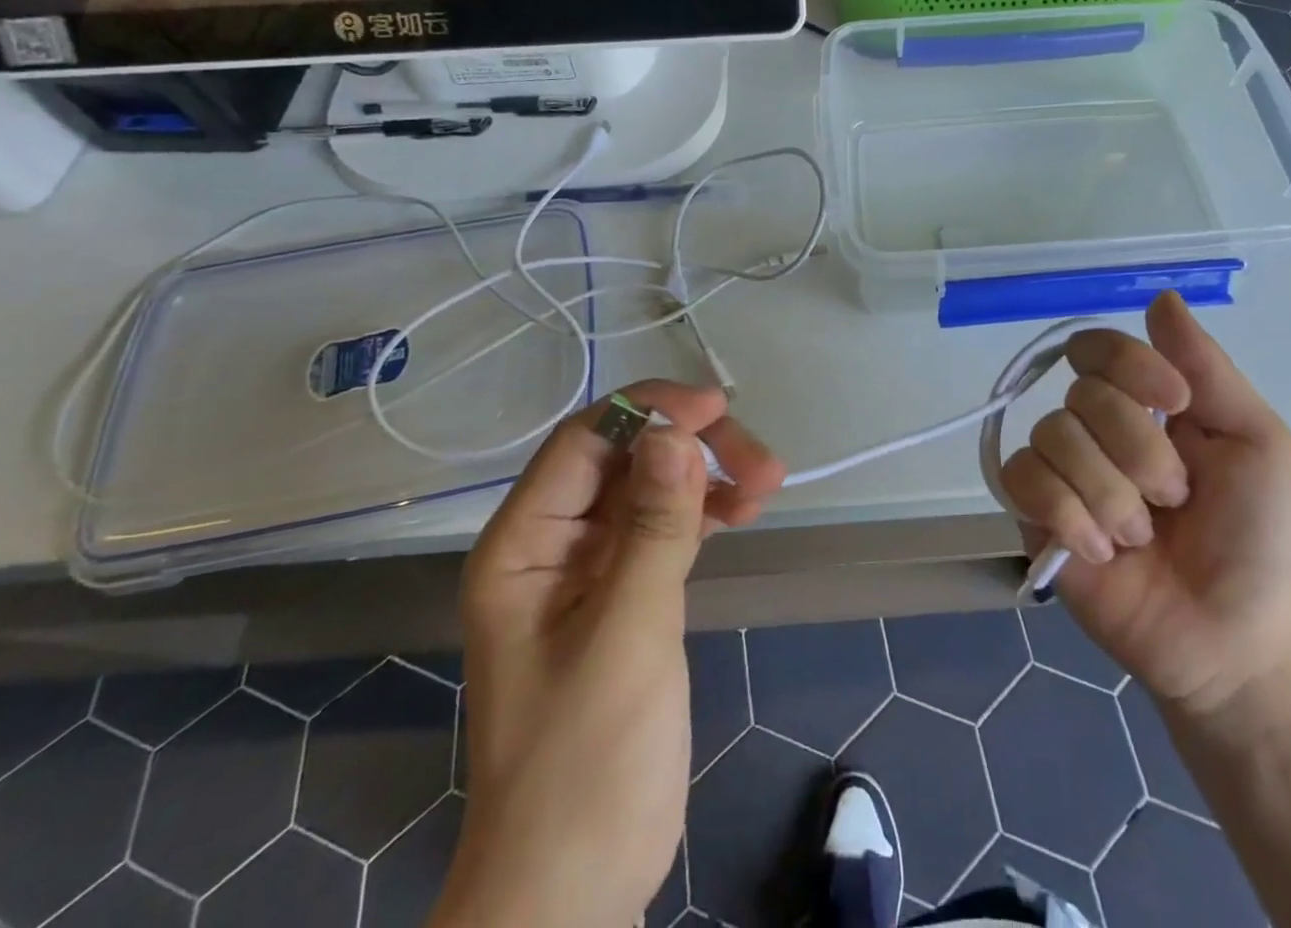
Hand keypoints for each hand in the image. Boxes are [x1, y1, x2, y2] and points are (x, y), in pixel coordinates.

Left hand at [431, 382, 785, 927]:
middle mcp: (552, 543)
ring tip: (767, 484)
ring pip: (652, 490)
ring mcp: (591, 569)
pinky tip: (744, 509)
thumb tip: (675, 431)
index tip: (717, 410)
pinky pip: (666, 528)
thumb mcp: (627, 636)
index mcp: (523, 544)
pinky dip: (705, 512)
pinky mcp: (627, 594)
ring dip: (707, 477)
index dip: (648, 411)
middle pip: (625, 459)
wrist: (574, 890)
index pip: (584, 442)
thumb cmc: (586, 765)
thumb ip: (654, 528)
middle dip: (692, 448)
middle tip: (761, 461)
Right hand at [1000, 291, 1290, 718]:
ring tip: (1140, 538)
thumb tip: (1161, 296)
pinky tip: (1099, 551)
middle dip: (1138, 451)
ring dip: (1109, 493)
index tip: (1175, 404)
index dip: (1128, 365)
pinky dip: (1067, 514)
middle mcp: (1094, 428)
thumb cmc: (1259, 541)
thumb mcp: (1257, 445)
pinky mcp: (1032, 515)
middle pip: (1081, 394)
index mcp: (1143, 404)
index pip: (1099, 348)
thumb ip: (1207, 369)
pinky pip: (1023, 480)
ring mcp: (1060, 471)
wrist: (1233, 642)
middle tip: (1173, 499)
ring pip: (1053, 437)